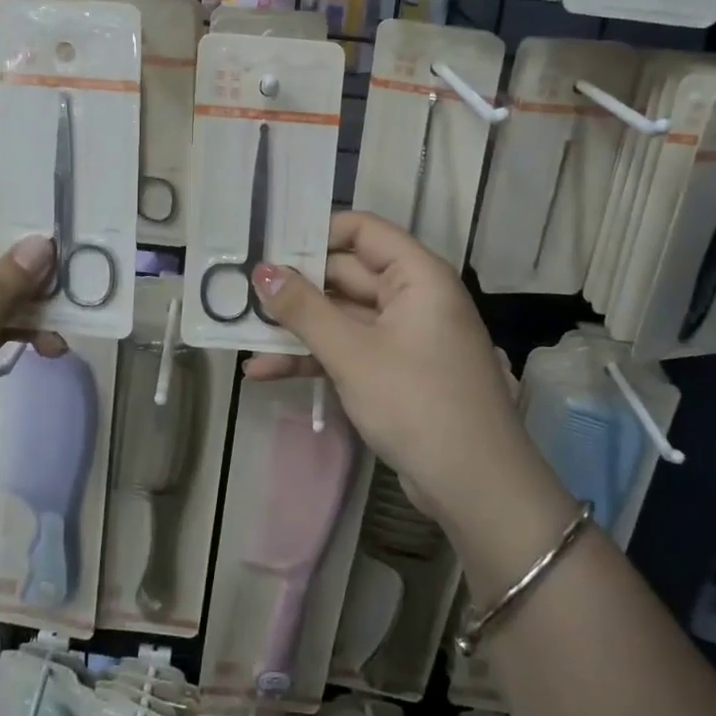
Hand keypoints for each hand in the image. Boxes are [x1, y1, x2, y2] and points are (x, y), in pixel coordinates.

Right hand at [242, 210, 529, 528]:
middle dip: (295, 287)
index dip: (316, 232)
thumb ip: (303, 309)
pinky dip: (313, 357)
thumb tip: (262, 270)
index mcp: (416, 275)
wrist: (475, 486)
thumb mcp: (352, 353)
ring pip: (342, 317)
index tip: (269, 245)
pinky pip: (348, 350)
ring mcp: (403, 336)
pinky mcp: (394, 371)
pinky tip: (265, 371)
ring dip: (296, 328)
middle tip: (240, 291)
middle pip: (346, 274)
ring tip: (241, 334)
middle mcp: (412, 296)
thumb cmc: (417, 402)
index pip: (362, 230)